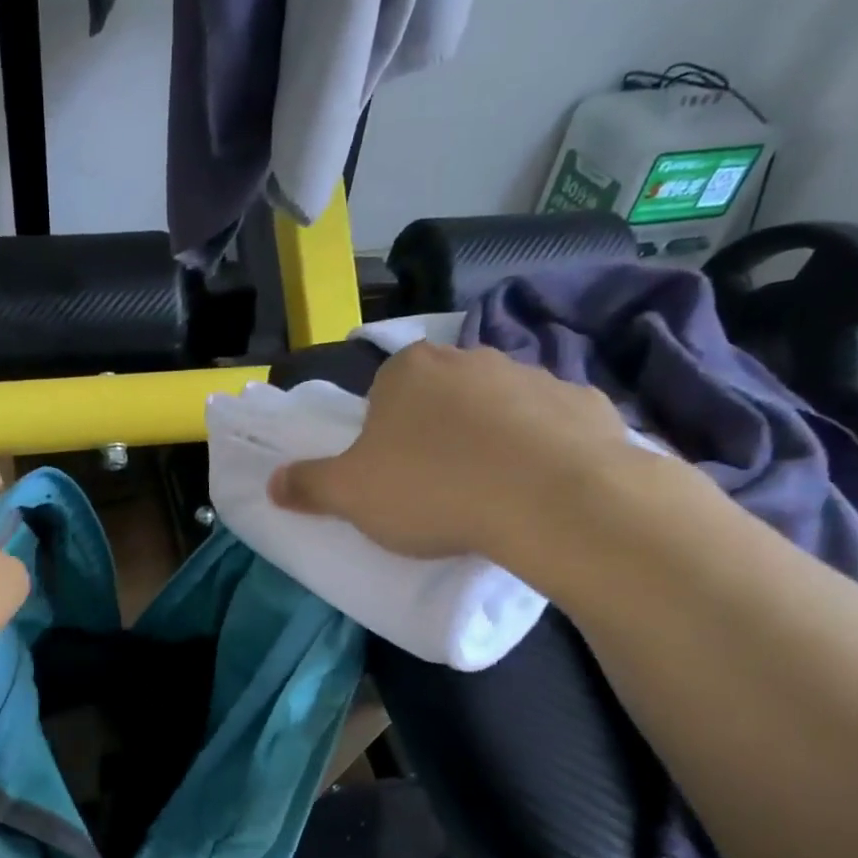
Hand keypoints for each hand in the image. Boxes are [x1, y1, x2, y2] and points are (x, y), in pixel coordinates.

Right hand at [270, 343, 645, 576]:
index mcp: (409, 370)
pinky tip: (535, 491)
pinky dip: (539, 453)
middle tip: (434, 487)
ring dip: (488, 442)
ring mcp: (534, 375)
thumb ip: (307, 485)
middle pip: (441, 397)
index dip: (382, 434)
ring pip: (496, 410)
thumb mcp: (349, 495)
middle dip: (435, 434)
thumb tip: (272, 483)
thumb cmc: (431, 488)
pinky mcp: (585, 403)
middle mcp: (470, 358)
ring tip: (488, 495)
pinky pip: (548, 429)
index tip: (390, 474)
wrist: (549, 500)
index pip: (383, 393)